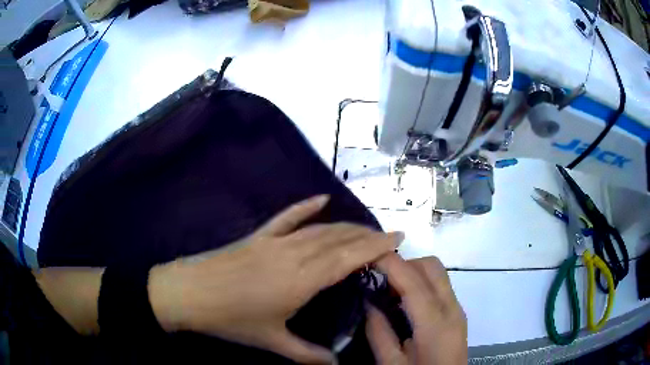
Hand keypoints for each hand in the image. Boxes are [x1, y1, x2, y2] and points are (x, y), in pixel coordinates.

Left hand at [149, 195, 402, 362]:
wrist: (189, 293)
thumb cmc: (231, 319)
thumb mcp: (271, 341)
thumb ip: (306, 354)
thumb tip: (334, 364)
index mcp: (302, 279)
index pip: (349, 257)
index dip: (376, 246)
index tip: (397, 238)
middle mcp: (294, 254)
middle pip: (339, 239)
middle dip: (366, 235)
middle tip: (387, 237)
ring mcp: (275, 241)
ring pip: (319, 229)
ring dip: (345, 226)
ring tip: (365, 228)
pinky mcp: (258, 236)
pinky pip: (287, 217)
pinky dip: (304, 207)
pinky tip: (320, 199)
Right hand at [366, 254, 466, 364]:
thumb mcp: (392, 364)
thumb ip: (379, 333)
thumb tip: (369, 302)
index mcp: (435, 324)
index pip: (414, 281)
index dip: (391, 262)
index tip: (367, 253)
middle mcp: (452, 309)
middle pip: (431, 266)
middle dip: (404, 263)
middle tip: (378, 278)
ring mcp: (457, 309)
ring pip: (437, 273)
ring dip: (412, 272)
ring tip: (388, 290)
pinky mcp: (457, 314)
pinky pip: (439, 286)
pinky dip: (420, 283)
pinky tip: (404, 302)